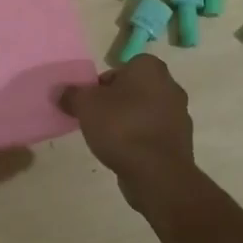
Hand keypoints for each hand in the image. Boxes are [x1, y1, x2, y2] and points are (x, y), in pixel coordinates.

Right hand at [58, 54, 196, 212]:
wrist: (157, 174)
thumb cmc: (121, 127)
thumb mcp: (85, 105)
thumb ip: (72, 95)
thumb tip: (61, 92)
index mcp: (150, 68)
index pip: (123, 67)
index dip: (105, 83)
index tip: (94, 101)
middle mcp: (170, 86)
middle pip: (135, 90)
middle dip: (118, 102)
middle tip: (99, 118)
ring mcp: (180, 116)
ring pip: (146, 112)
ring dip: (131, 122)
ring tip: (110, 140)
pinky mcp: (181, 143)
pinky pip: (155, 135)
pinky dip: (142, 141)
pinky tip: (126, 154)